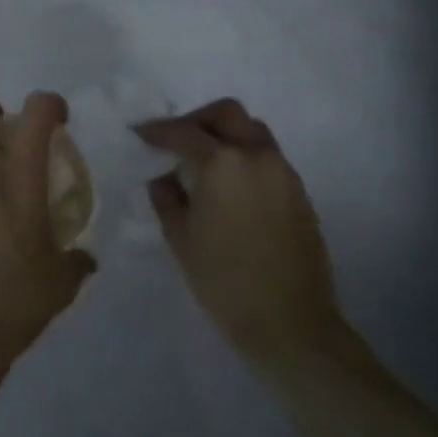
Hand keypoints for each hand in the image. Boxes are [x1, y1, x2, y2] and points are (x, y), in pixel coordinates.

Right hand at [137, 99, 348, 378]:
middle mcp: (256, 156)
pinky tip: (228, 186)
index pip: (182, 132)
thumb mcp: (179, 236)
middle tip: (175, 140)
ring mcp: (283, 173)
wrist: (290, 323)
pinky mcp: (299, 193)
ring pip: (252, 131)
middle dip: (197, 120)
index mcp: (221, 163)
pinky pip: (267, 157)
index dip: (156, 131)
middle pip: (227, 114)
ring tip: (203, 162)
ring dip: (225, 135)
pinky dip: (244, 157)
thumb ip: (167, 197)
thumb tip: (165, 178)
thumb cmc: (223, 279)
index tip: (138, 134)